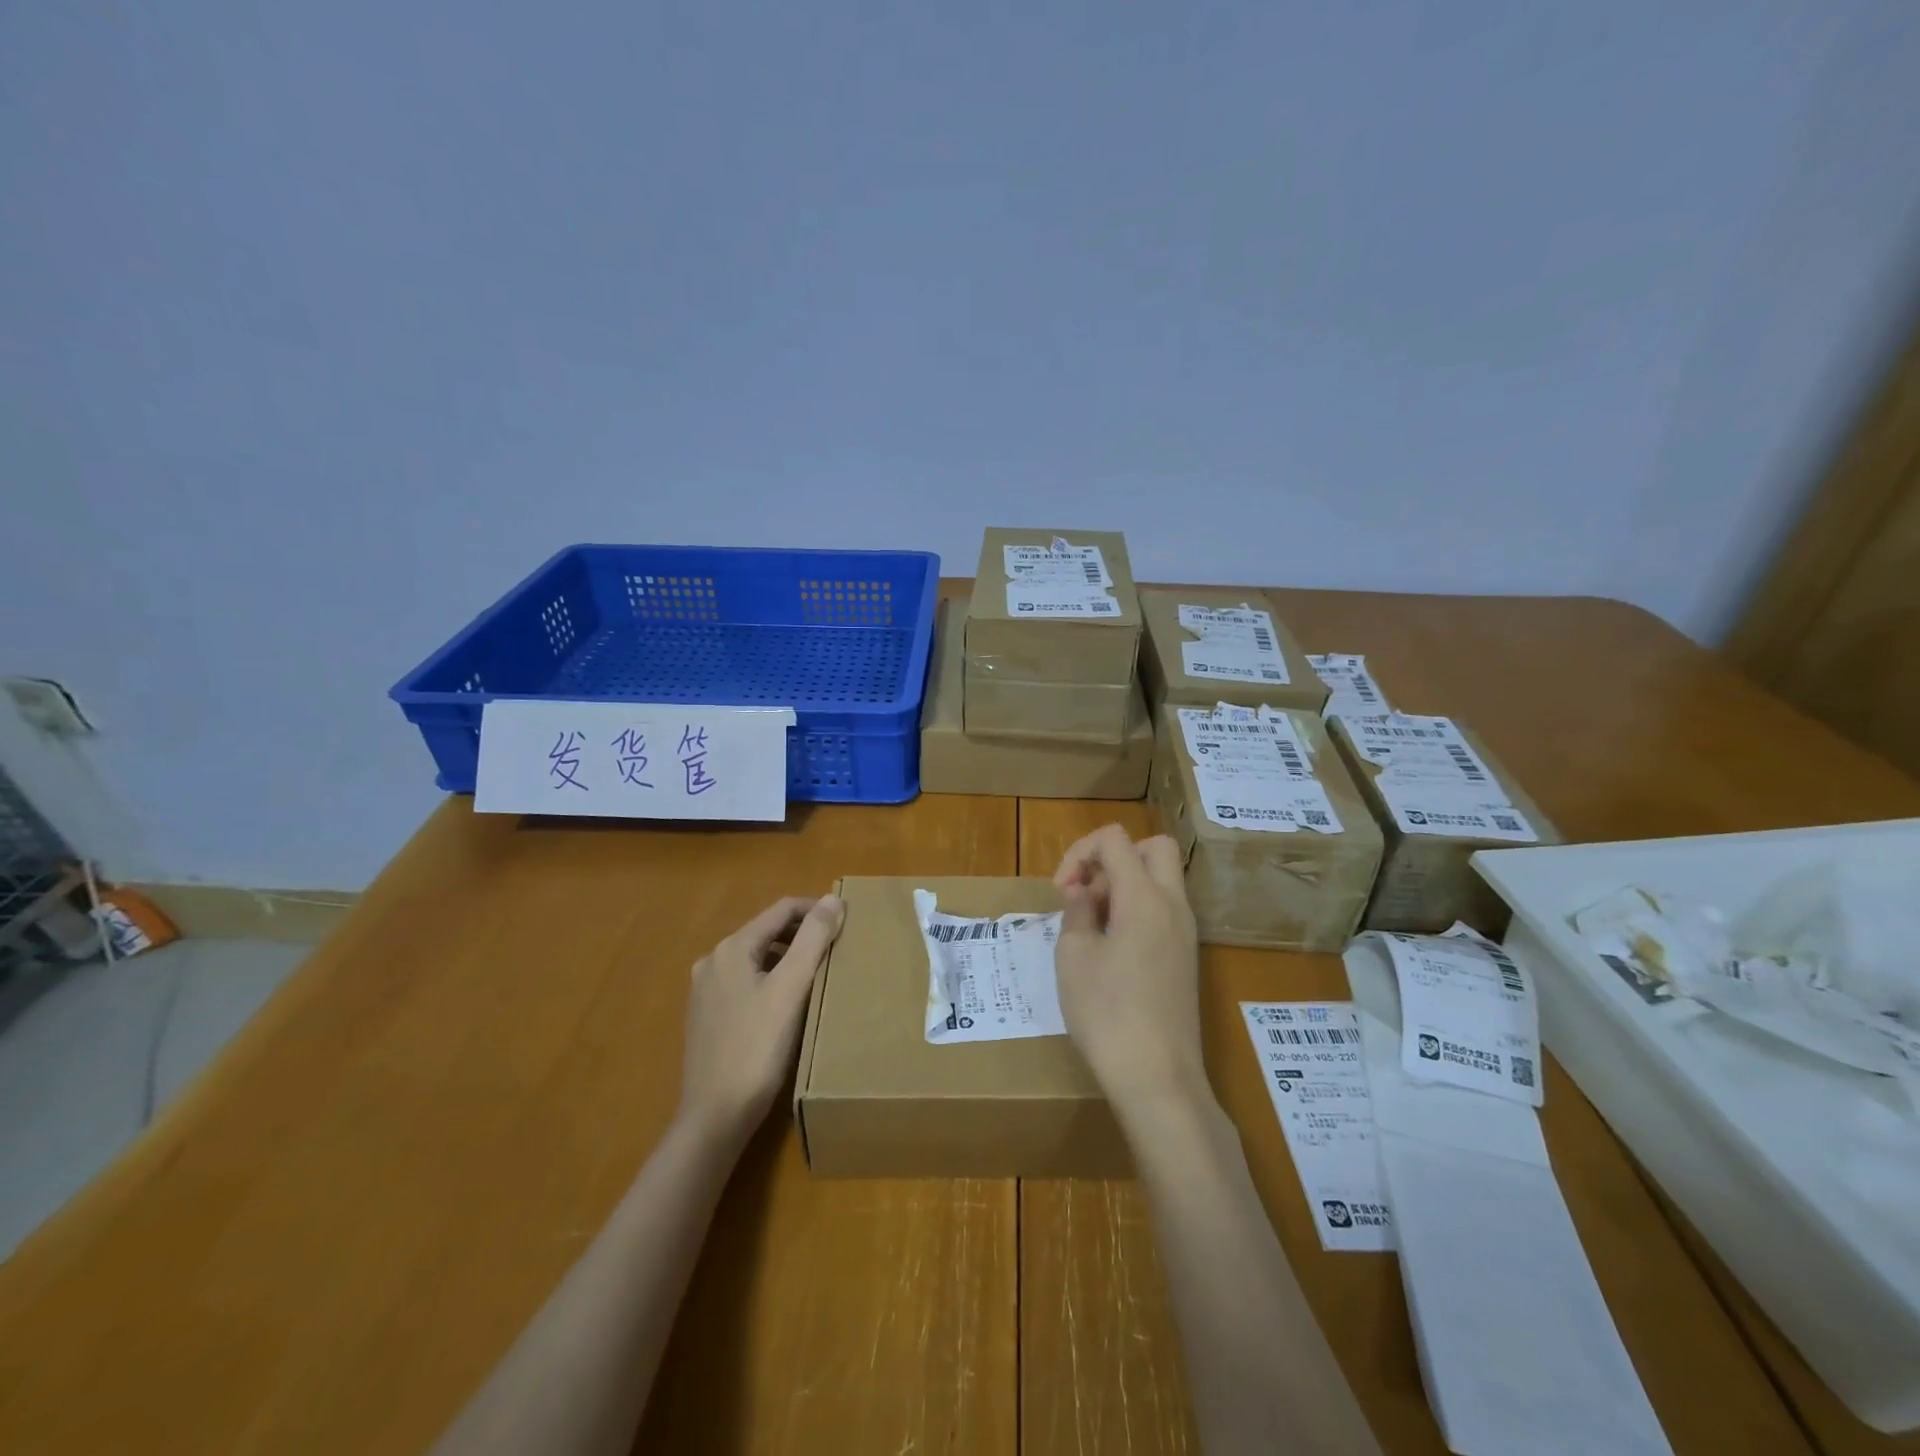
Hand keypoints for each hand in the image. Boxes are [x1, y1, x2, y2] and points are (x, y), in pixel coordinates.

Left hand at [678, 895, 844, 1142]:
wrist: (715, 1116)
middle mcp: (713, 961)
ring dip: (788, 957)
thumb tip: (832, 899)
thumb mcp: (791, 989)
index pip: (781, 910)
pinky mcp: (707, 1017)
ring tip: (818, 973)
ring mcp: (706, 991)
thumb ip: (812, 939)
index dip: (815, 909)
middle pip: (767, 932)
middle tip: (837, 947)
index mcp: (732, 948)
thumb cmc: (756, 1048)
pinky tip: (789, 1003)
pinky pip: (746, 982)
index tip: (847, 921)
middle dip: (803, 934)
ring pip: (756, 958)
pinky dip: (771, 980)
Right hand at [1053, 825, 1206, 1120]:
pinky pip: (1164, 910)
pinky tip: (1110, 945)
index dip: (1080, 851)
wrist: (1158, 1078)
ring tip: (1091, 922)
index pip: (1115, 839)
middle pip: (1153, 848)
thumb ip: (1077, 910)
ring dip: (1124, 884)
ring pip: (1160, 879)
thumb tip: (1084, 892)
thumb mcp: (1074, 956)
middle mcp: (1173, 905)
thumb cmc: (1107, 1013)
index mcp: (1144, 896)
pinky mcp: (1185, 957)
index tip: (1061, 890)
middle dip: (1112, 857)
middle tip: (1085, 893)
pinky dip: (1137, 908)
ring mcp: (1185, 932)